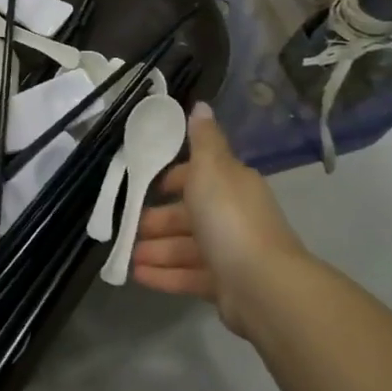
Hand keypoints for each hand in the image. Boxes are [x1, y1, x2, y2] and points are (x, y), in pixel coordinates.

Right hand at [131, 104, 306, 336]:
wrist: (263, 286)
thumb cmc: (229, 219)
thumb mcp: (211, 169)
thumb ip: (202, 140)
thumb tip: (201, 104)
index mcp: (231, 186)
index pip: (199, 177)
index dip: (173, 180)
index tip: (146, 187)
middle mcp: (233, 217)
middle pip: (189, 215)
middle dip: (157, 221)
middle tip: (128, 228)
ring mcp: (230, 254)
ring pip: (185, 248)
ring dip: (156, 250)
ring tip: (127, 257)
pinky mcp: (225, 286)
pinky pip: (188, 277)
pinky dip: (164, 275)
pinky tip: (137, 277)